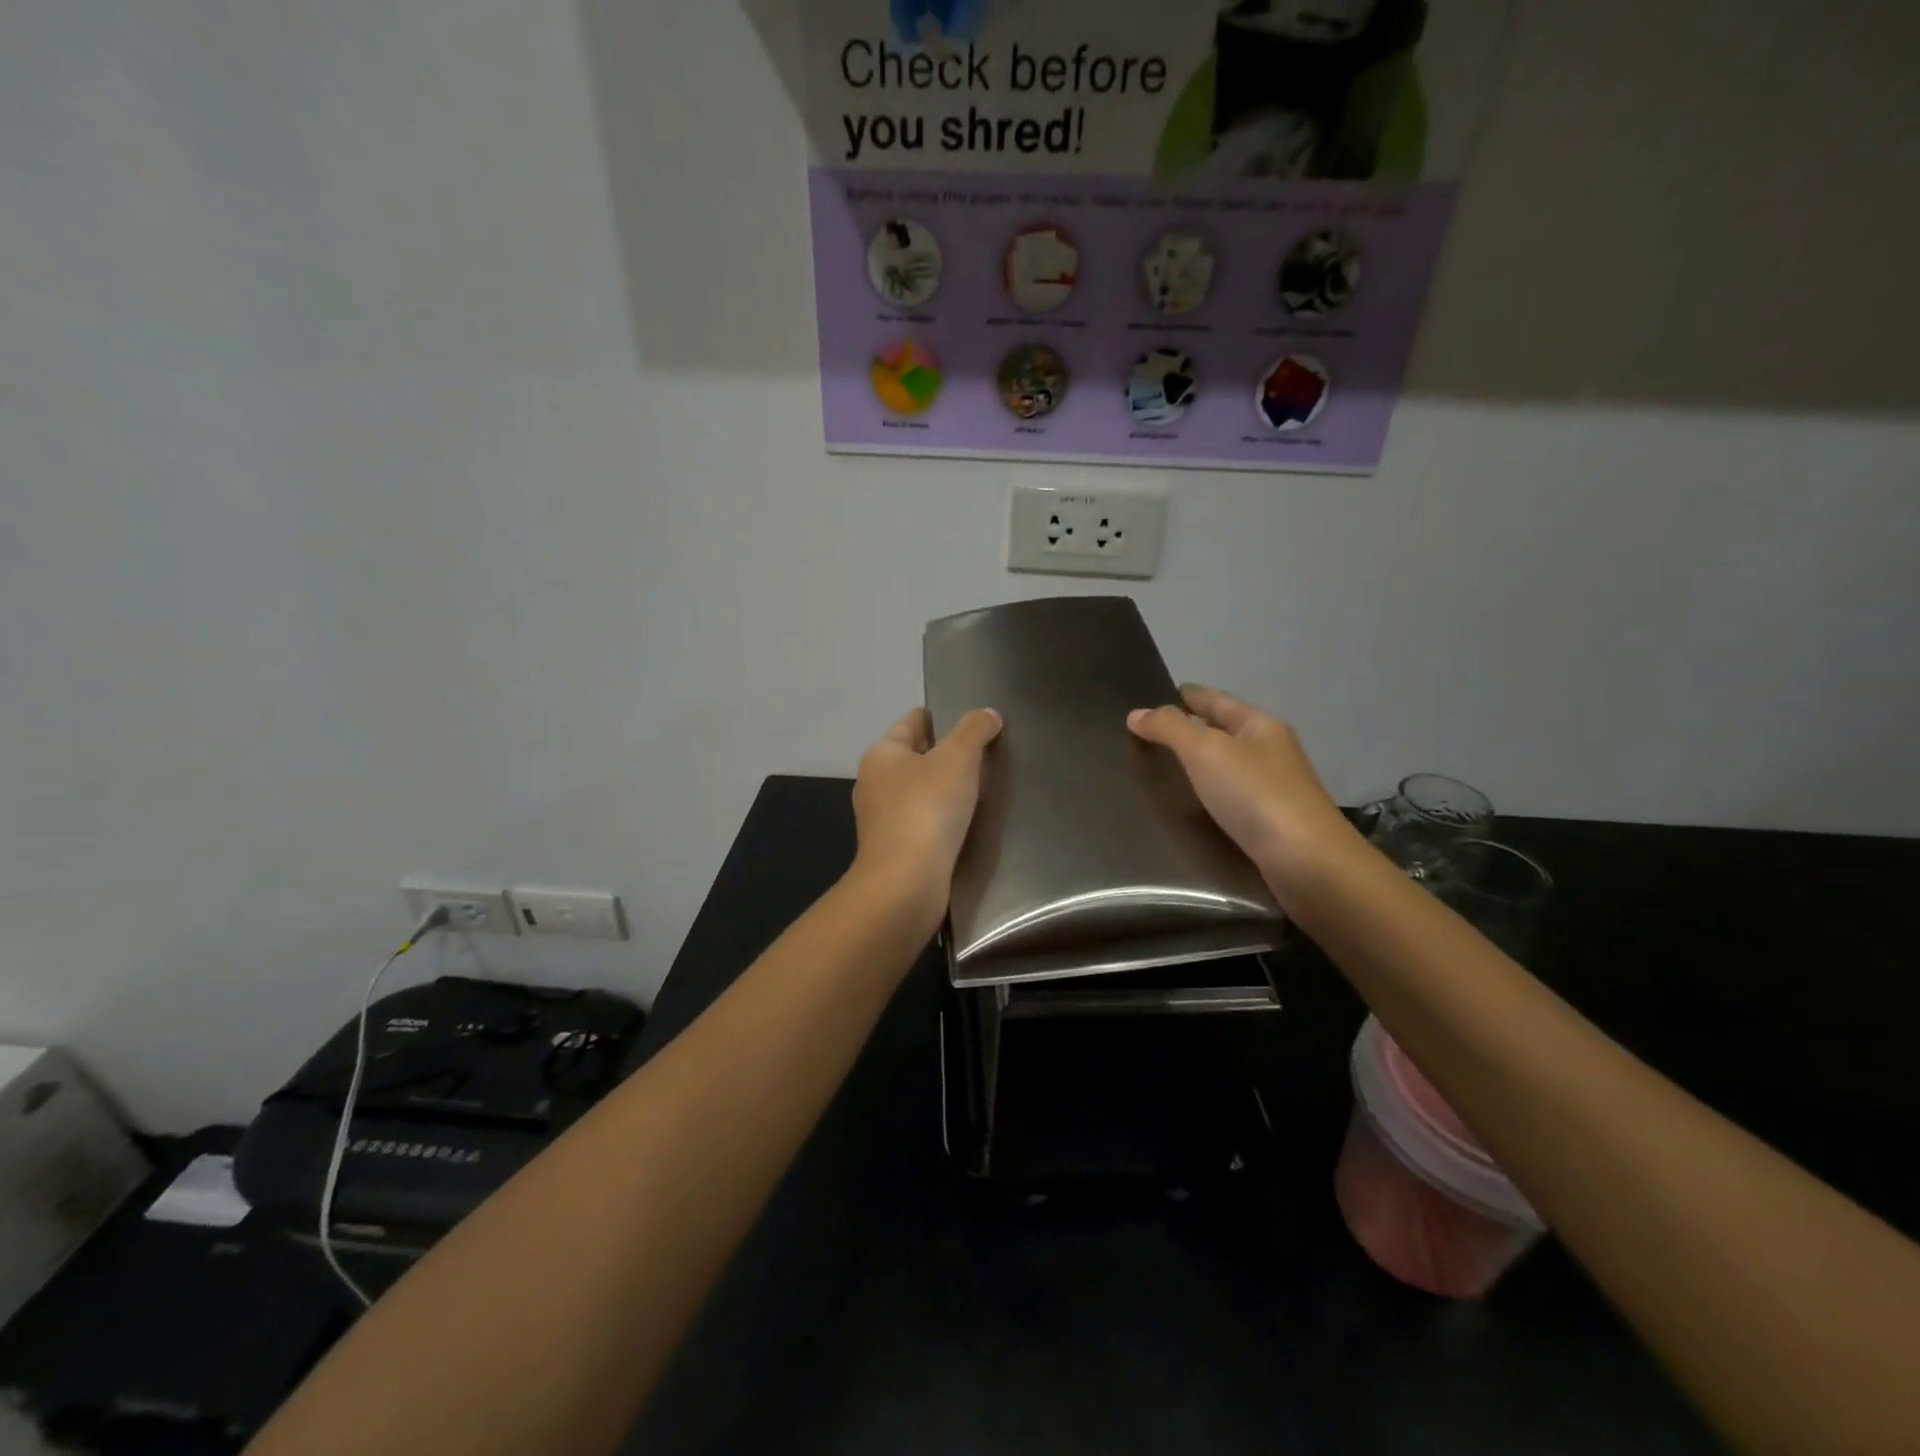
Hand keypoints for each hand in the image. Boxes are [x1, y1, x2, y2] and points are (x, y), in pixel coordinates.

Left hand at [850, 706, 1002, 922]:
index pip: (910, 723)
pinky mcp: (894, 849)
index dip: (936, 717)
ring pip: (917, 792)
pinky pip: (921, 821)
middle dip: (941, 753)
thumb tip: (988, 714)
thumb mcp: (957, 758)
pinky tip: (964, 821)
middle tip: (980, 751)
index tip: (964, 717)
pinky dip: (940, 817)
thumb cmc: (927, 808)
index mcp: (881, 754)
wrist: (906, 882)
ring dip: (941, 788)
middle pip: (912, 758)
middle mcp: (874, 783)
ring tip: (978, 786)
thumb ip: (974, 731)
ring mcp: (882, 820)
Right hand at [1128, 685, 1364, 904]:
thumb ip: (1170, 729)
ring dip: (1195, 768)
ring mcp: (1271, 790)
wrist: (1307, 864)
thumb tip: (1136, 713)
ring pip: (1224, 768)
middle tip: (1142, 738)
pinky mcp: (1268, 825)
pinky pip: (1227, 800)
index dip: (1183, 696)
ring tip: (1155, 773)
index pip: (1213, 700)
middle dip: (1186, 731)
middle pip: (1220, 732)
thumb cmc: (1255, 796)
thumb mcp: (1206, 751)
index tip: (1149, 699)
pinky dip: (1205, 798)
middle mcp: (1269, 752)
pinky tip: (1184, 808)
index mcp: (1259, 725)